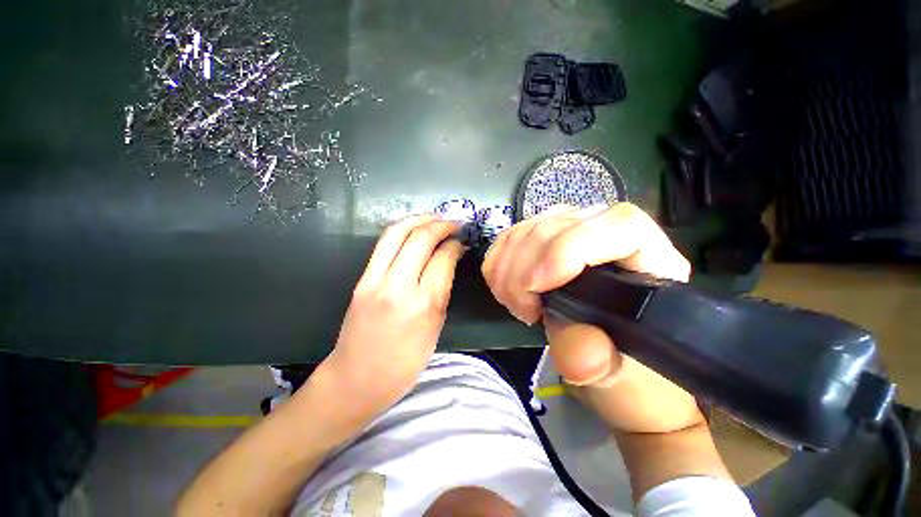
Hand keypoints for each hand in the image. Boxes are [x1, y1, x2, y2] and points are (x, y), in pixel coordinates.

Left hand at [325, 214, 463, 413]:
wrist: (356, 379)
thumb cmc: (404, 364)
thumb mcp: (434, 329)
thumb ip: (442, 290)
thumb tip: (449, 260)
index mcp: (423, 305)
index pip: (442, 259)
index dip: (455, 245)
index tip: (461, 240)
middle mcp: (398, 286)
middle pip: (420, 239)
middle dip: (441, 225)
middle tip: (454, 223)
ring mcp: (374, 280)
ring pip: (397, 233)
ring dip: (419, 219)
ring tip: (435, 217)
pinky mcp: (361, 280)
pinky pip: (383, 245)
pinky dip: (401, 230)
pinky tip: (413, 229)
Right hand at [482, 203, 701, 432]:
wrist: (607, 360)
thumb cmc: (623, 367)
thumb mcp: (618, 375)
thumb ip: (599, 363)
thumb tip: (579, 352)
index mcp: (649, 262)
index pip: (619, 226)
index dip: (570, 248)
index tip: (537, 287)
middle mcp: (609, 234)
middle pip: (557, 226)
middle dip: (525, 270)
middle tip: (525, 311)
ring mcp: (572, 232)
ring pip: (527, 229)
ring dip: (508, 271)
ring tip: (518, 305)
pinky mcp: (542, 238)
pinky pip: (510, 238)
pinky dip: (498, 264)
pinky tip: (508, 290)